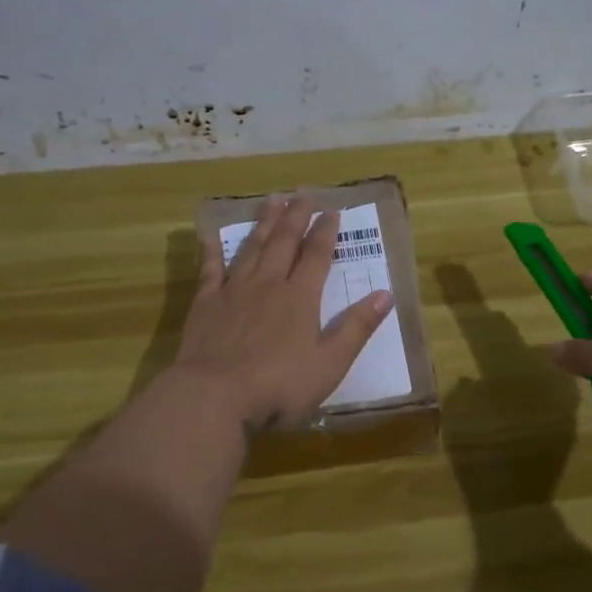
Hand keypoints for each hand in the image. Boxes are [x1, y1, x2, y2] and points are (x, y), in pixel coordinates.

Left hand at [171, 195, 392, 430]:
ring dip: (264, 223)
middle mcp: (268, 284)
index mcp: (300, 297)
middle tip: (303, 193)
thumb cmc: (279, 386)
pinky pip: (210, 269)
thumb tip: (386, 294)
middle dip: (296, 216)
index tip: (332, 210)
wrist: (214, 397)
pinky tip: (211, 235)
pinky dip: (212, 250)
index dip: (326, 231)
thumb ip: (356, 328)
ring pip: (252, 247)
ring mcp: (234, 291)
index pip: (317, 255)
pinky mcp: (206, 304)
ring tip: (271, 200)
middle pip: (285, 241)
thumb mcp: (330, 364)